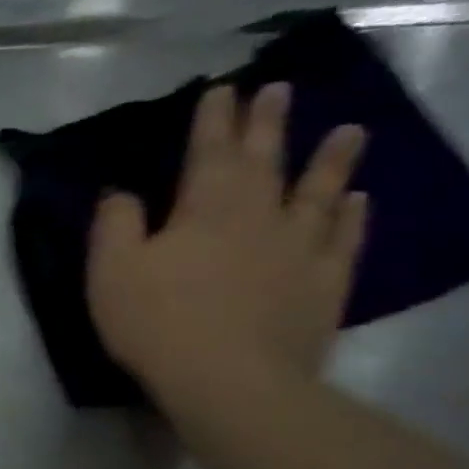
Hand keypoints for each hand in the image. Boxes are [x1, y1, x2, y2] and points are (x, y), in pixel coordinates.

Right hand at [87, 81, 367, 414]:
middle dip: (268, 123)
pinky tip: (358, 200)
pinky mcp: (323, 285)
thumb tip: (121, 192)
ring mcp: (299, 249)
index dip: (213, 119)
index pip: (210, 151)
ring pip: (320, 192)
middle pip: (266, 161)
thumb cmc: (157, 321)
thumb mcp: (111, 270)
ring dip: (332, 160)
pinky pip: (343, 239)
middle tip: (278, 90)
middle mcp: (260, 216)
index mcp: (205, 209)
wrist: (230, 379)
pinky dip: (352, 215)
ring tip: (349, 131)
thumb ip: (114, 224)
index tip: (222, 88)